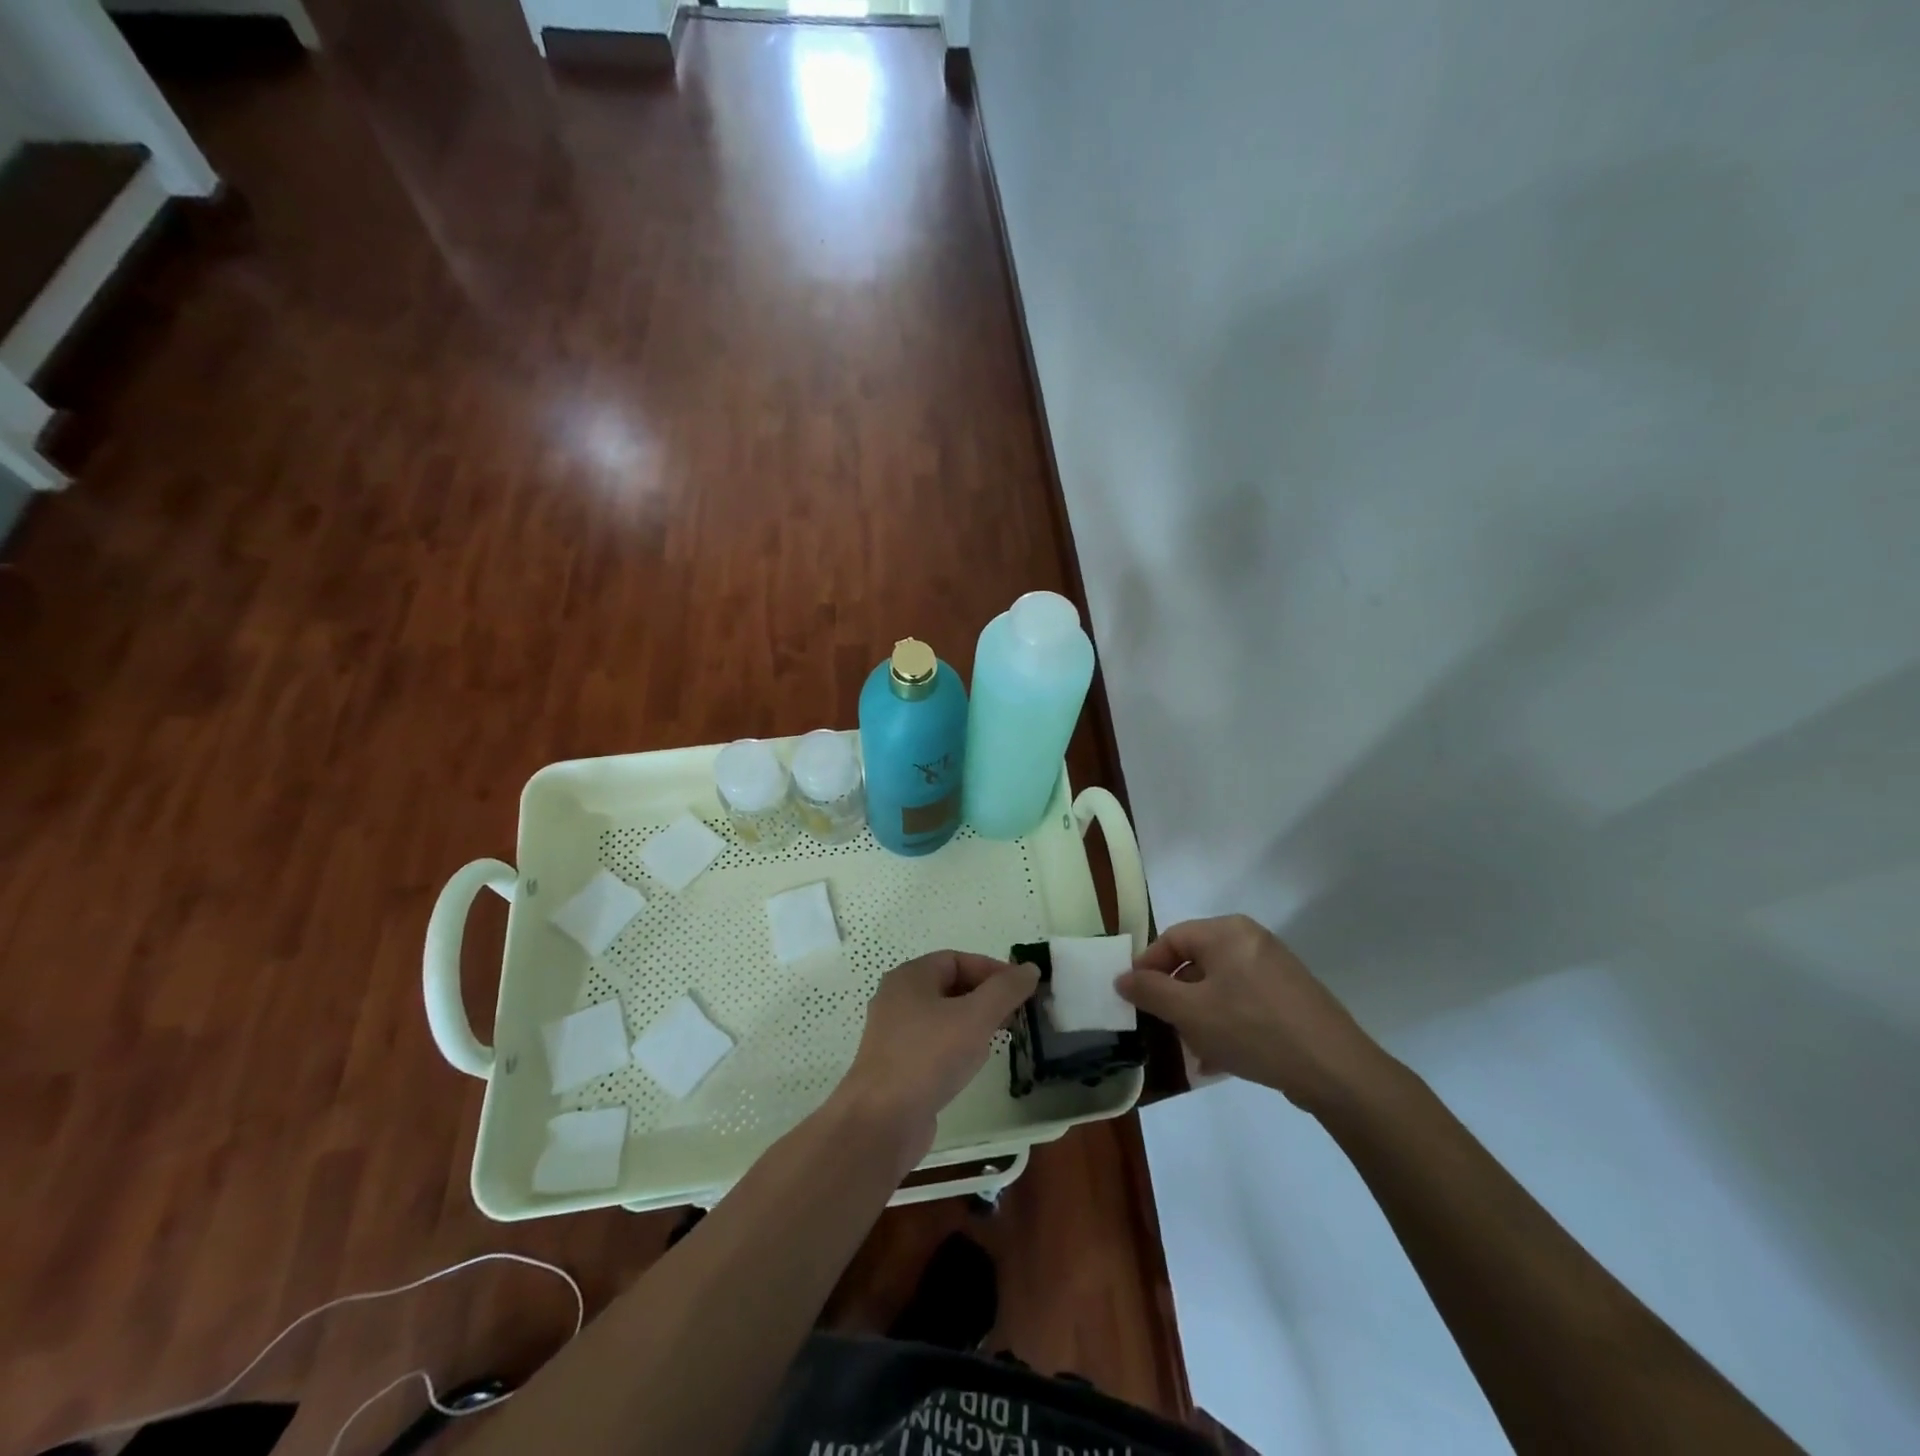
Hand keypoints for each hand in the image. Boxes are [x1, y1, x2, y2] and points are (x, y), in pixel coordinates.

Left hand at [837, 952, 1039, 1162]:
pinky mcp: (898, 1065)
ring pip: (943, 1016)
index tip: (1021, 989)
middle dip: (985, 997)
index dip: (992, 970)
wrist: (881, 1121)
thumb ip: (1005, 990)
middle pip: (950, 986)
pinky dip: (957, 1045)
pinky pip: (934, 1043)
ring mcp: (895, 1033)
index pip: (957, 959)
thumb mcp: (975, 1017)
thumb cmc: (928, 1056)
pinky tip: (973, 1064)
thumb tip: (1029, 969)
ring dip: (974, 1022)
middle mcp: (898, 998)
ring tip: (1001, 1037)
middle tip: (1016, 1014)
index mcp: (910, 977)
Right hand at [1116, 915, 1386, 1112]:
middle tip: (1164, 1027)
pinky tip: (1221, 1059)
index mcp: (1227, 932)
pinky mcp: (1292, 996)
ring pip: (1220, 986)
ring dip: (1200, 1016)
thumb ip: (1150, 992)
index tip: (1133, 999)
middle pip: (1196, 962)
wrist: (1336, 1069)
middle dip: (1176, 998)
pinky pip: (1245, 1001)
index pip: (1171, 939)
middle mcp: (1252, 940)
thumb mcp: (1190, 1012)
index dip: (1146, 968)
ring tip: (1194, 1050)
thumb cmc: (1253, 1029)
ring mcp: (1276, 968)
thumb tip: (1123, 978)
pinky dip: (1227, 1023)